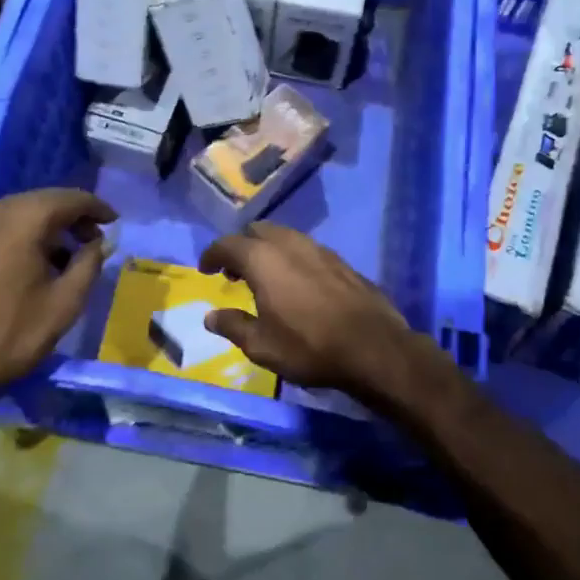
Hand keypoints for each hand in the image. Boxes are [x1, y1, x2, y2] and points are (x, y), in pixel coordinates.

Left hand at [0, 188, 116, 423]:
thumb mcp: (64, 304)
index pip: (70, 198)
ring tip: (64, 256)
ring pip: (17, 213)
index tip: (114, 222)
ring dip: (45, 227)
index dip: (97, 208)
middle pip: (42, 201)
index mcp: (22, 219)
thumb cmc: (9, 335)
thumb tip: (100, 243)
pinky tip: (28, 263)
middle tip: (93, 240)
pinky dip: (19, 235)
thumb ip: (89, 264)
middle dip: (71, 217)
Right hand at [198, 222, 416, 394]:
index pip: (227, 244)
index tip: (206, 269)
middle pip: (257, 231)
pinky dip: (292, 258)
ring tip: (264, 278)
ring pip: (284, 237)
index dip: (212, 255)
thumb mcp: (262, 346)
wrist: (374, 347)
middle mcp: (289, 244)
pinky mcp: (341, 261)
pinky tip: (296, 283)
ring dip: (268, 250)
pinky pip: (306, 249)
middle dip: (241, 247)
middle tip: (234, 273)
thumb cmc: (309, 346)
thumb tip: (211, 316)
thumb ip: (233, 326)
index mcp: (263, 259)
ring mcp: (319, 249)